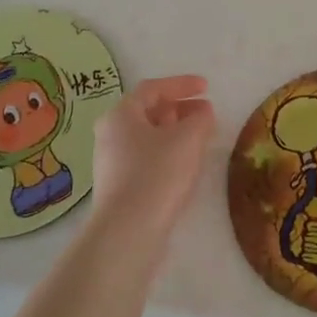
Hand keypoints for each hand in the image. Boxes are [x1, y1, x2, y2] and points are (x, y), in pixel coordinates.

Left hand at [90, 76, 215, 236]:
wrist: (128, 231)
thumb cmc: (157, 173)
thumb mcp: (188, 138)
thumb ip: (200, 119)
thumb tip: (203, 113)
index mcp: (121, 115)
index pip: (153, 88)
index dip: (182, 84)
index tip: (207, 87)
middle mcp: (110, 134)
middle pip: (148, 112)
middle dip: (180, 109)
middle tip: (206, 114)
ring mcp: (112, 162)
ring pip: (148, 137)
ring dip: (176, 133)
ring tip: (201, 139)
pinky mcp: (119, 186)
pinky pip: (146, 158)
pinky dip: (168, 153)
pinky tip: (185, 165)